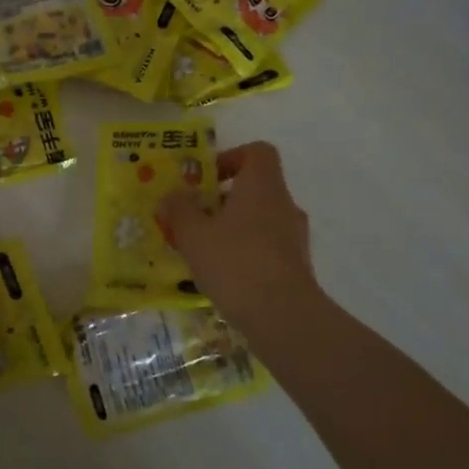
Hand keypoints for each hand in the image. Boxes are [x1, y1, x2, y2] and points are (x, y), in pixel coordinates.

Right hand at [158, 142, 326, 330]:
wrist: (283, 316)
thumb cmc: (235, 262)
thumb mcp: (193, 234)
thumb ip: (179, 210)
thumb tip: (172, 196)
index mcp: (262, 186)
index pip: (258, 152)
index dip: (231, 157)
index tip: (206, 180)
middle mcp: (284, 205)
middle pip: (254, 188)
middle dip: (221, 200)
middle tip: (193, 219)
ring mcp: (294, 237)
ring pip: (259, 219)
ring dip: (232, 228)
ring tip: (203, 251)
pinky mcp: (296, 266)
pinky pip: (266, 247)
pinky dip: (245, 252)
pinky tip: (223, 275)